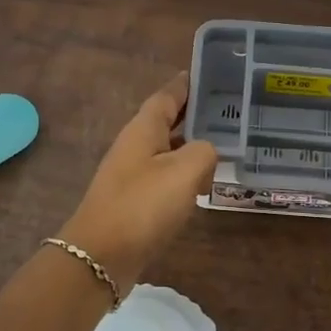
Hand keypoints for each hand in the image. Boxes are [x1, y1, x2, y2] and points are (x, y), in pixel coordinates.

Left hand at [60, 73, 217, 293]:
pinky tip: (204, 184)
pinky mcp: (135, 202)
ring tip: (226, 145)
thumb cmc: (142, 206)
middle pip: (168, 122)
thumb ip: (204, 152)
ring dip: (192, 147)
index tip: (209, 73)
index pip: (167, 95)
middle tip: (230, 110)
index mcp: (143, 130)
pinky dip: (185, 175)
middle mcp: (135, 146)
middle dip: (195, 115)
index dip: (187, 84)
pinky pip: (165, 178)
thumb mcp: (184, 171)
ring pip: (168, 151)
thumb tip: (206, 154)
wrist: (101, 256)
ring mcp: (132, 175)